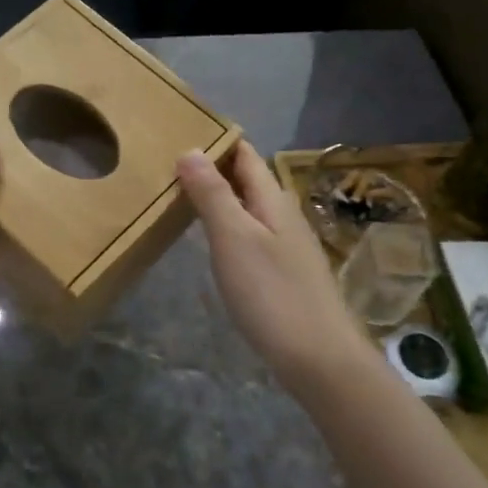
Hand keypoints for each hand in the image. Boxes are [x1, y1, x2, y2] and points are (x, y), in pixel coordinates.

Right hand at [176, 141, 370, 390]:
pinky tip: (213, 243)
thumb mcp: (233, 238)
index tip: (181, 130)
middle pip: (248, 180)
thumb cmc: (271, 292)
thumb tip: (191, 150)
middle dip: (214, 168)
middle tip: (169, 164)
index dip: (217, 141)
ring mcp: (287, 247)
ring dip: (220, 199)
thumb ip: (213, 194)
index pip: (245, 155)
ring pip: (250, 209)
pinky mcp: (285, 274)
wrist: (318, 357)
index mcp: (273, 199)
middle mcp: (283, 216)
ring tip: (182, 198)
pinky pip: (252, 236)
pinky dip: (228, 228)